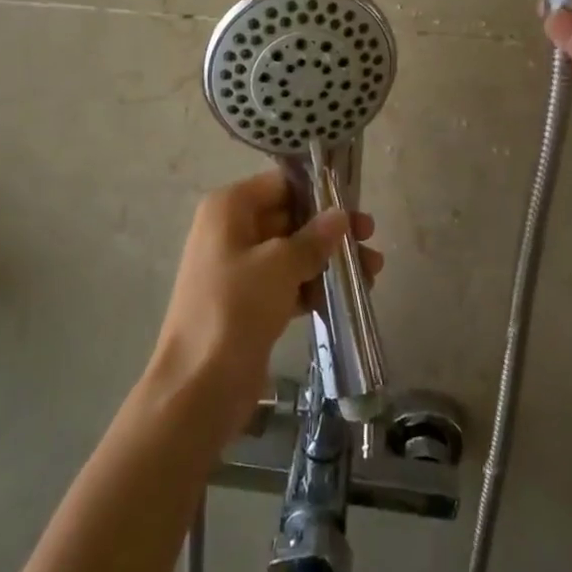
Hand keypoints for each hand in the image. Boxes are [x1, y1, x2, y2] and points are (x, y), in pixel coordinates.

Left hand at [148, 171, 381, 438]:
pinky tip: (348, 298)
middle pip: (289, 217)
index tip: (353, 205)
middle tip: (371, 238)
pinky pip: (288, 283)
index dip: (317, 192)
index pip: (280, 184)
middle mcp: (232, 230)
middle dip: (329, 230)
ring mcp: (240, 269)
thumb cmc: (235, 309)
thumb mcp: (279, 265)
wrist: (198, 387)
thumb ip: (314, 238)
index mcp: (229, 208)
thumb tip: (340, 216)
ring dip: (329, 260)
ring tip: (372, 272)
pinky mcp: (249, 303)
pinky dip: (314, 287)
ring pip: (292, 252)